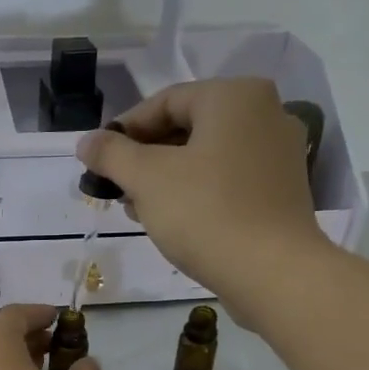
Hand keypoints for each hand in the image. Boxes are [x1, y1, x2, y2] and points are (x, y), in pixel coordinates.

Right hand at [76, 78, 333, 323]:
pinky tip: (173, 220)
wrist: (272, 273)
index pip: (165, 101)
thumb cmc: (206, 213)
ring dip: (167, 178)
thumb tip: (86, 142)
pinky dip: (197, 192)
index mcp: (234, 96)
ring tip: (137, 209)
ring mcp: (279, 154)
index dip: (124, 130)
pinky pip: (228, 180)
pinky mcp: (282, 191)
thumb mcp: (146, 179)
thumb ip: (111, 154)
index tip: (98, 160)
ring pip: (207, 156)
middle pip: (187, 127)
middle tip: (116, 188)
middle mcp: (265, 113)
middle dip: (145, 157)